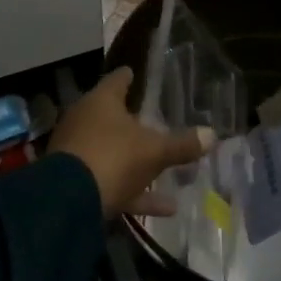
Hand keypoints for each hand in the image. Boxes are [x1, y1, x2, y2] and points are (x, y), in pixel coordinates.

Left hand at [49, 69, 212, 217]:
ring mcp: (77, 153)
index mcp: (101, 102)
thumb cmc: (113, 157)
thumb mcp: (155, 151)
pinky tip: (167, 207)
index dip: (128, 77)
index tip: (134, 73)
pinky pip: (112, 183)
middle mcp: (84, 121)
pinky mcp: (76, 183)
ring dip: (137, 163)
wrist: (68, 202)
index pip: (117, 81)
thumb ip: (182, 144)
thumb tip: (212, 135)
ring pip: (112, 152)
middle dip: (132, 122)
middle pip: (111, 118)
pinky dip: (136, 193)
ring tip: (166, 171)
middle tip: (153, 121)